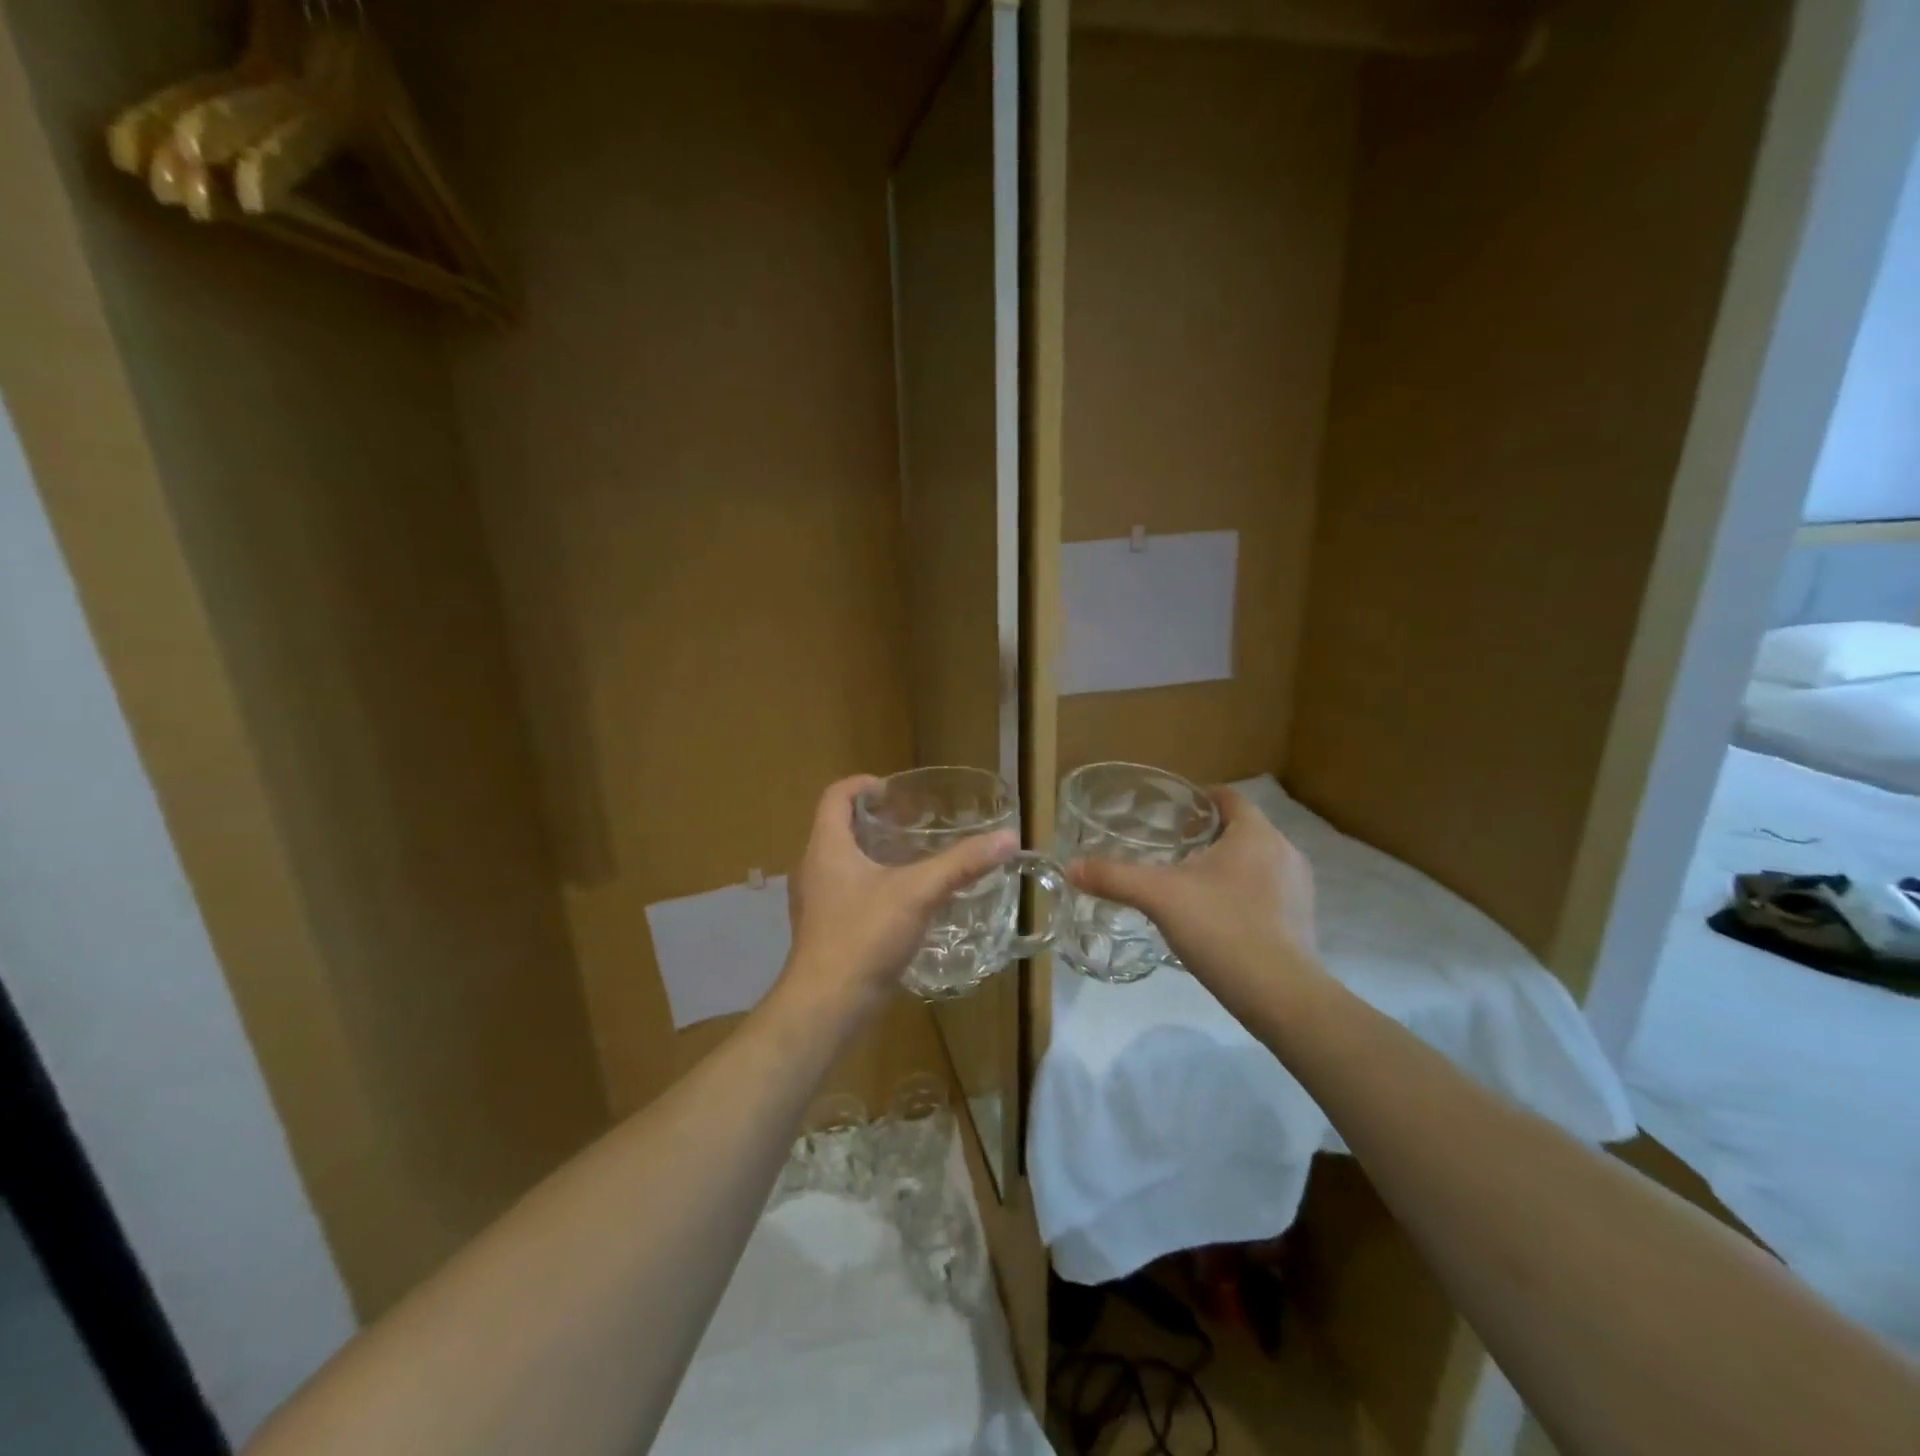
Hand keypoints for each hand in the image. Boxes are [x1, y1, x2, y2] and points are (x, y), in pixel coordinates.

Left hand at [780, 776, 1017, 1018]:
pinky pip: (843, 892)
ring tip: (909, 857)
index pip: (835, 796)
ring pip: (840, 862)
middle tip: (909, 822)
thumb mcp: (918, 893)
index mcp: (826, 847)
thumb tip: (1008, 839)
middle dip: (871, 820)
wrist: (827, 1004)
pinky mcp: (822, 929)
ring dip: (870, 853)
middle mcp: (812, 867)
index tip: (892, 790)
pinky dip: (868, 884)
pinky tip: (899, 902)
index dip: (862, 785)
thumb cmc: (864, 935)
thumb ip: (961, 864)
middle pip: (837, 827)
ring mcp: (813, 901)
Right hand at [1065, 787, 1325, 1016]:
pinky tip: (1216, 919)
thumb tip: (1070, 866)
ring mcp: (1298, 889)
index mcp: (1256, 833)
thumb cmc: (1222, 927)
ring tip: (1190, 885)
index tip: (1171, 814)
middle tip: (1171, 850)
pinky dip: (1242, 895)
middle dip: (1208, 836)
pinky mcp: (1302, 921)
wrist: (1280, 995)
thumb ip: (1114, 877)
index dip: (1199, 800)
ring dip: (1226, 867)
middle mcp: (1284, 852)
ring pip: (1255, 862)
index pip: (1228, 798)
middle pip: (1241, 830)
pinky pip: (1266, 893)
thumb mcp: (1158, 897)